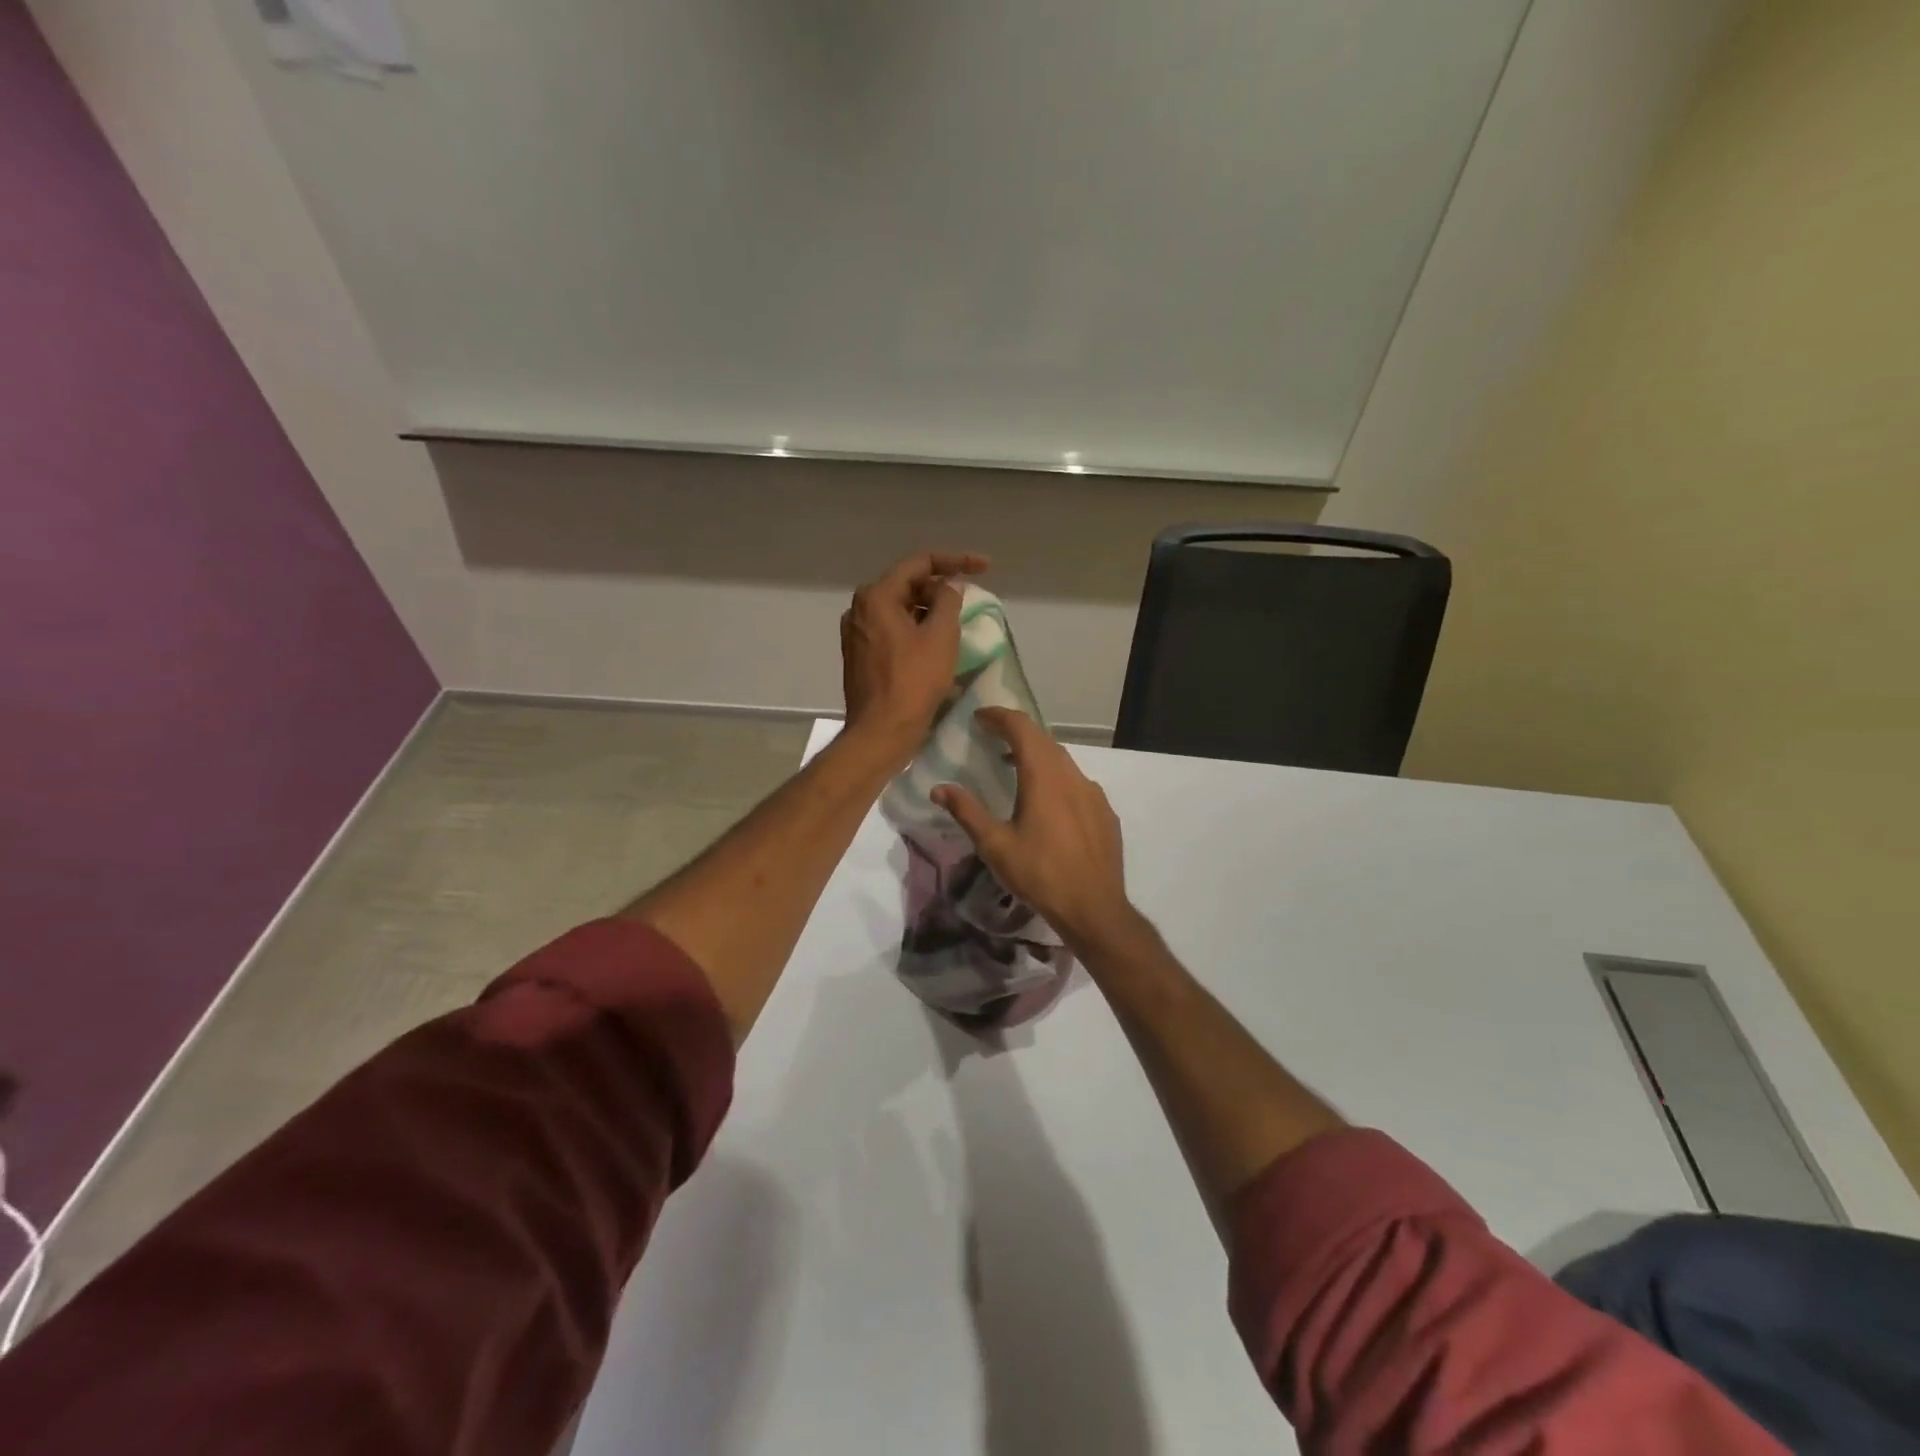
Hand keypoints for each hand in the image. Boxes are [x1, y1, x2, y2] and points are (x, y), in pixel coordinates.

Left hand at [841, 551, 988, 755]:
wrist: (881, 732)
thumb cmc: (913, 682)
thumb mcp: (940, 636)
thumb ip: (948, 601)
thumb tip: (950, 584)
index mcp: (876, 597)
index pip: (919, 564)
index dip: (955, 561)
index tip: (985, 567)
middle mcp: (859, 609)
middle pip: (906, 586)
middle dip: (939, 589)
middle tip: (968, 600)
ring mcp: (856, 634)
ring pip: (899, 610)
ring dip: (928, 611)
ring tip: (955, 623)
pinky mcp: (860, 657)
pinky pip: (892, 631)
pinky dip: (914, 631)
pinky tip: (934, 645)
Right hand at [932, 708, 1136, 951]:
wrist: (1094, 907)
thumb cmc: (1040, 874)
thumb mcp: (995, 845)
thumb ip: (967, 812)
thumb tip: (939, 788)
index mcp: (1043, 777)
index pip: (1021, 728)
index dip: (1000, 716)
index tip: (980, 717)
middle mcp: (1071, 776)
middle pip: (1043, 740)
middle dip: (1016, 733)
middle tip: (992, 737)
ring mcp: (1093, 793)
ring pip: (1063, 761)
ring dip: (1037, 755)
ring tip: (1015, 767)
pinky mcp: (1105, 812)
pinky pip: (1077, 783)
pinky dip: (1057, 778)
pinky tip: (1048, 803)